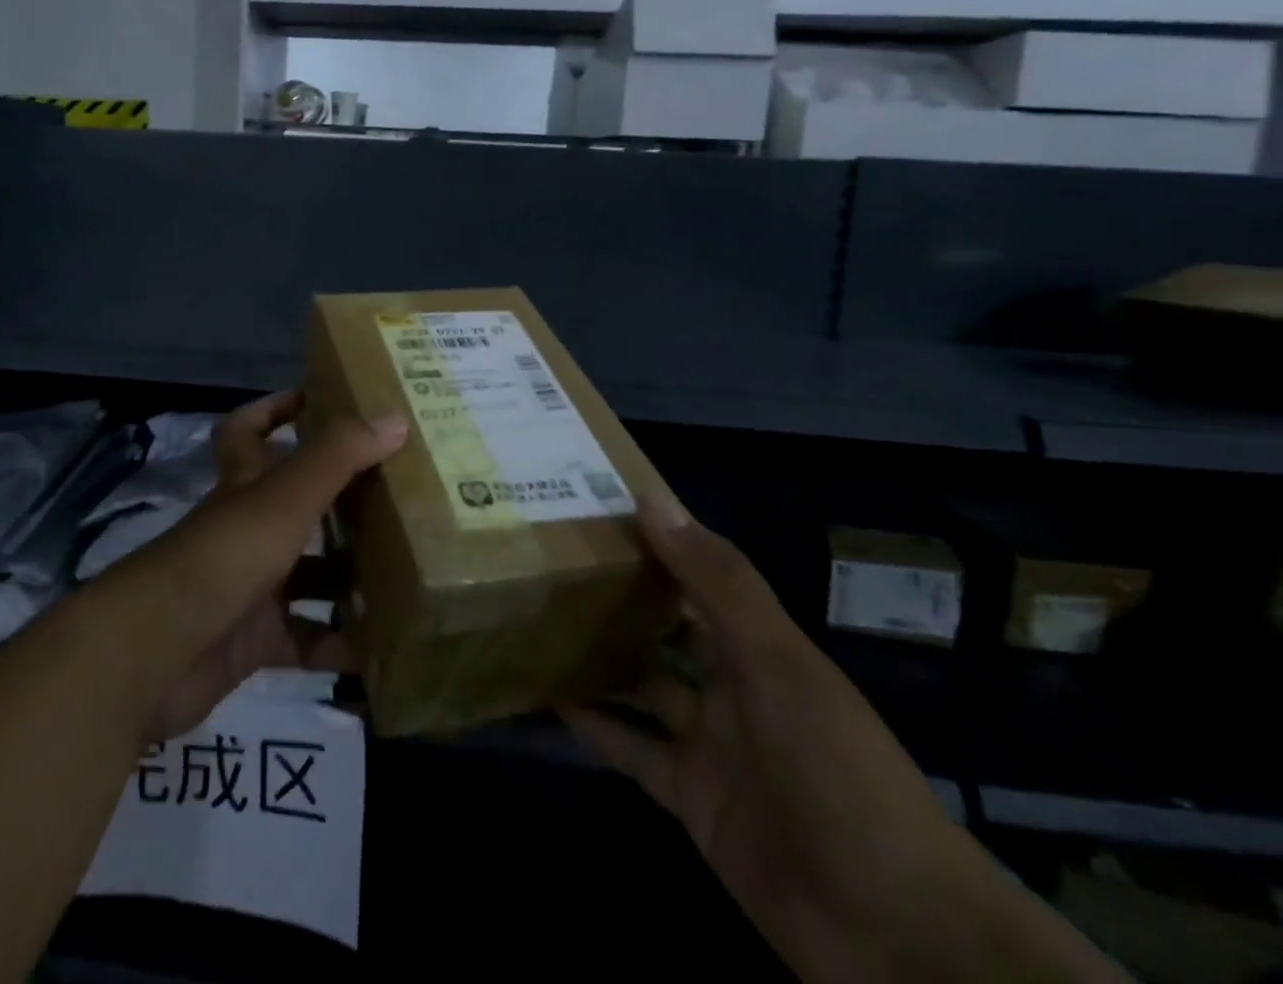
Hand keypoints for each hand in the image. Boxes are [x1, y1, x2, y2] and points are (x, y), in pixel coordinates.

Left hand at [106, 391, 406, 740]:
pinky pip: (306, 639)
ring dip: (347, 575)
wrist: (161, 650)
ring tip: (406, 571)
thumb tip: (395, 419)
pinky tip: (381, 643)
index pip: (248, 430)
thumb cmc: (228, 552)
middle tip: (395, 494)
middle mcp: (245, 527)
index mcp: (245, 482)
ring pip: (307, 573)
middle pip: (293, 504)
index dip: (276, 409)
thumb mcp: (287, 495)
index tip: (319, 401)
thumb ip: (339, 456)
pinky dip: (338, 643)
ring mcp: (248, 585)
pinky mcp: (253, 639)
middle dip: (338, 499)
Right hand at [567, 491, 1123, 982]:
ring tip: (536, 619)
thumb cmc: (836, 769)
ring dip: (598, 657)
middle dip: (615, 598)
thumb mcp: (778, 662)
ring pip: (641, 685)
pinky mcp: (690, 798)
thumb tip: (651, 499)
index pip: (696, 577)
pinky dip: (595, 725)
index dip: (651, 542)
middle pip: (663, 629)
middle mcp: (731, 686)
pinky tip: (549, 697)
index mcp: (758, 646)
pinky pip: (631, 750)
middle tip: (546, 561)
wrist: (895, 932)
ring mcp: (709, 745)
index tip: (591, 510)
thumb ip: (716, 581)